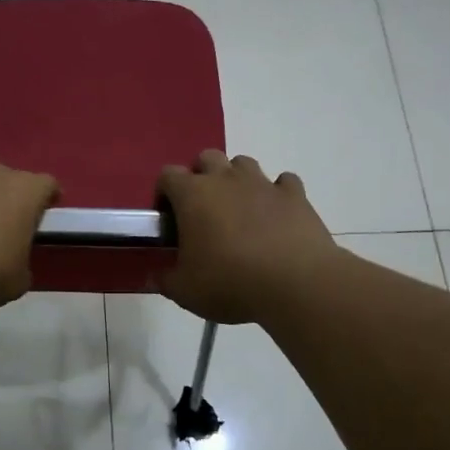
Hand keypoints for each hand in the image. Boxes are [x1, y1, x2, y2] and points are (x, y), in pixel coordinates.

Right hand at [157, 152, 340, 323]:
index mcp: (193, 195)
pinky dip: (277, 194)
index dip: (164, 193)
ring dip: (237, 179)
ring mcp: (263, 183)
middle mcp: (226, 179)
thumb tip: (153, 277)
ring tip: (239, 210)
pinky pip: (283, 182)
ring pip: (244, 163)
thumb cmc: (230, 283)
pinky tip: (276, 215)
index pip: (168, 175)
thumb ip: (164, 280)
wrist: (295, 284)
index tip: (169, 218)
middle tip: (203, 211)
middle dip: (201, 177)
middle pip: (207, 158)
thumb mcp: (185, 291)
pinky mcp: (295, 195)